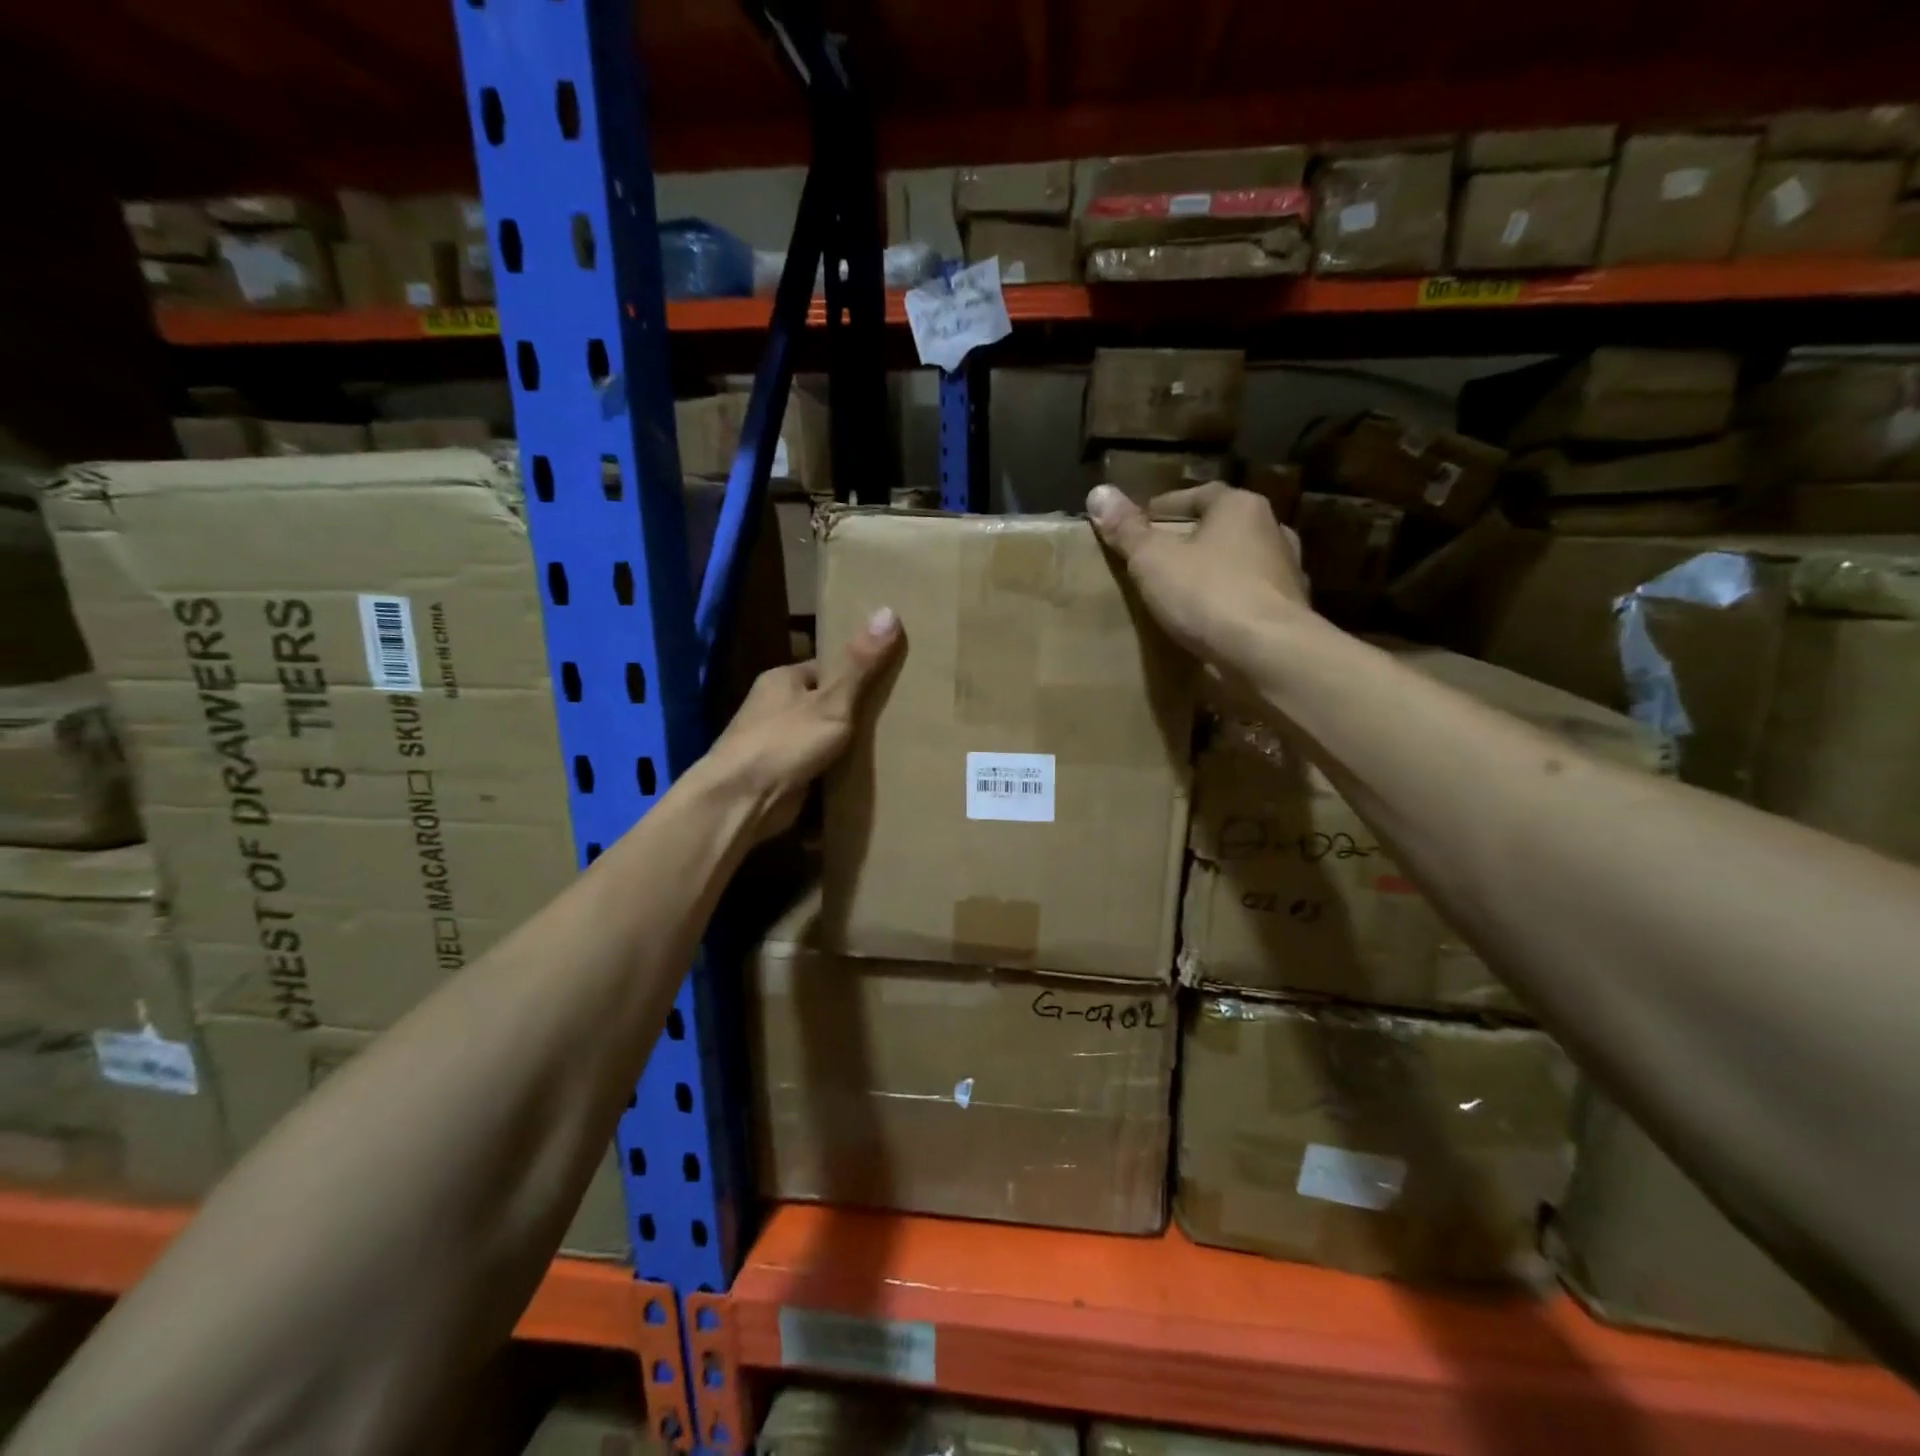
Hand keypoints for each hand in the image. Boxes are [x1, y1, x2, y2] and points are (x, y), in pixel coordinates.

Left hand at [698, 607, 903, 841]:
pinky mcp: (779, 775)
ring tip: (889, 747)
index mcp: (782, 679)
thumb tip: (889, 610)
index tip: (891, 682)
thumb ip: (860, 664)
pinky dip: (834, 770)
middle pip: (824, 703)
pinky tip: (862, 776)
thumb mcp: (832, 701)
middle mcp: (775, 707)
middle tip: (896, 718)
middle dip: (853, 712)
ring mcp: (775, 743)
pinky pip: (815, 766)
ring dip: (844, 745)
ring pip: (820, 736)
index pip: (827, 668)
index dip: (857, 674)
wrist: (740, 802)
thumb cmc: (785, 742)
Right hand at [1086, 482, 1309, 671]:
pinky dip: (1228, 604)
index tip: (1139, 525)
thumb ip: (1126, 529)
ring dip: (1213, 573)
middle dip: (1191, 540)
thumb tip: (1098, 493)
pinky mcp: (1289, 612)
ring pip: (1239, 564)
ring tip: (1180, 592)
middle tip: (1157, 558)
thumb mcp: (1153, 559)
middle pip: (1221, 528)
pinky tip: (1207, 621)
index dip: (1165, 507)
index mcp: (1241, 507)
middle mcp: (1272, 531)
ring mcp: (1286, 573)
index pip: (1199, 494)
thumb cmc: (1207, 593)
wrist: (1267, 653)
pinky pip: (1249, 599)